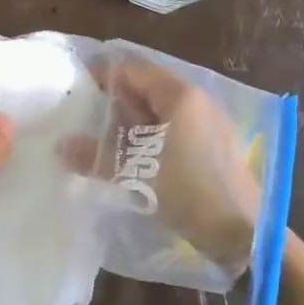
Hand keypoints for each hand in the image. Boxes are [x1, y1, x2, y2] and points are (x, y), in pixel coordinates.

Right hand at [62, 58, 260, 273]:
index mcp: (182, 96)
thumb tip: (61, 147)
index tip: (76, 84)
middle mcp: (197, 102)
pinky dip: (147, 138)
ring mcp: (207, 125)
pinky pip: (170, 131)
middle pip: (147, 90)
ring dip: (129, 123)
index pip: (135, 71)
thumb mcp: (136, 173)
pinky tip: (127, 157)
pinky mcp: (210, 149)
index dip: (104, 74)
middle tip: (82, 114)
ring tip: (98, 137)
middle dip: (115, 101)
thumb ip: (97, 156)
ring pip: (158, 113)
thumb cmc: (190, 191)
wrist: (241, 234)